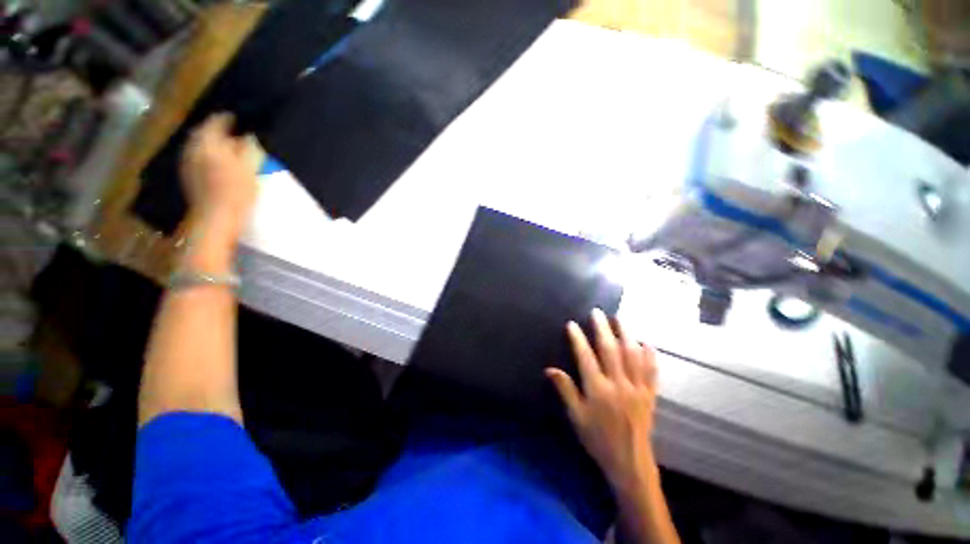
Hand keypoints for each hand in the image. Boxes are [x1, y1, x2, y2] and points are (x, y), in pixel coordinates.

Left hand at [181, 113, 259, 240]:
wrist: (216, 218)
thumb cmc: (237, 192)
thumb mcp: (249, 167)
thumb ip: (249, 148)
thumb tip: (248, 136)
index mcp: (208, 143)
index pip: (215, 122)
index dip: (228, 119)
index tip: (239, 118)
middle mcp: (193, 148)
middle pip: (204, 132)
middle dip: (218, 131)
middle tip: (235, 133)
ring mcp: (188, 163)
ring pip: (199, 145)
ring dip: (212, 143)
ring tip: (228, 147)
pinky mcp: (188, 176)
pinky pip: (197, 157)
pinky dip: (208, 154)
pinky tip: (218, 162)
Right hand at [546, 309, 658, 494]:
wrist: (629, 462)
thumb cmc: (598, 439)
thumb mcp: (576, 416)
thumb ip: (565, 390)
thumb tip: (549, 369)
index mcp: (598, 390)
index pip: (586, 357)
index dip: (578, 339)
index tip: (572, 324)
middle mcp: (618, 384)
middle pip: (611, 350)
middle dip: (602, 328)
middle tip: (597, 312)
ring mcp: (637, 388)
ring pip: (633, 355)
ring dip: (626, 334)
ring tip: (619, 318)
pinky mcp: (649, 394)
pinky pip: (652, 371)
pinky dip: (650, 354)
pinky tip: (646, 342)